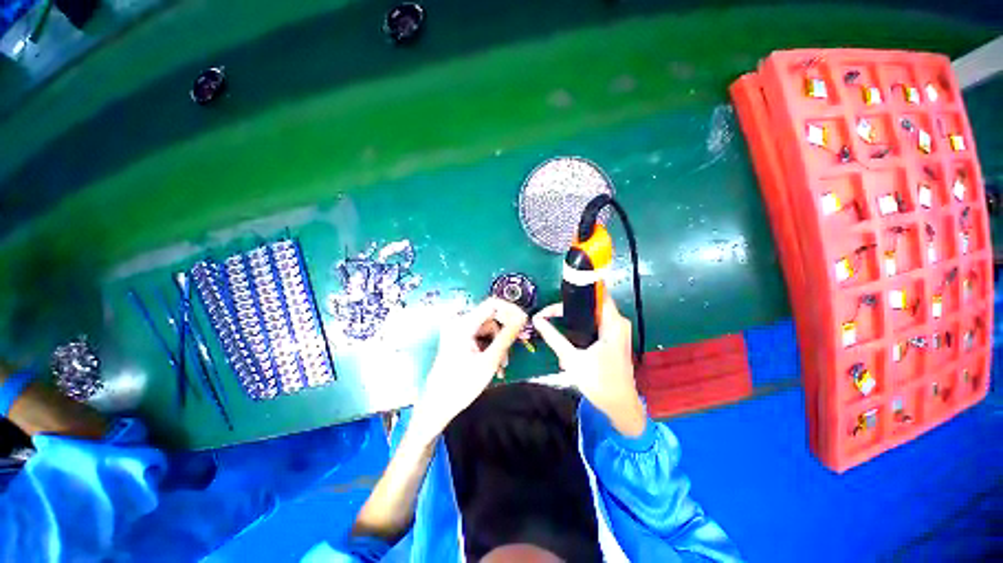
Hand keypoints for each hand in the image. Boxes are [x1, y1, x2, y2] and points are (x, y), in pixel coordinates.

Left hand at [411, 297, 527, 440]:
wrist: (438, 405)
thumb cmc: (462, 384)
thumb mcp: (489, 360)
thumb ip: (507, 336)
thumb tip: (522, 317)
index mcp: (463, 324)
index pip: (492, 304)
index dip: (511, 311)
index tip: (523, 323)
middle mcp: (459, 322)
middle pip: (491, 318)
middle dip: (504, 335)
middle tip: (513, 350)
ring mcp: (457, 330)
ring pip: (488, 329)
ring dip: (498, 345)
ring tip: (500, 366)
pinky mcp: (458, 338)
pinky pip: (481, 336)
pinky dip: (489, 348)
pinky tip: (493, 364)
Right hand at [533, 295, 646, 436]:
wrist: (620, 406)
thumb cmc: (600, 382)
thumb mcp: (572, 359)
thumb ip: (553, 337)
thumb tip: (537, 320)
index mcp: (613, 322)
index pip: (597, 293)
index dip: (578, 289)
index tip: (558, 293)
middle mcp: (618, 322)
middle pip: (590, 303)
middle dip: (568, 307)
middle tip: (548, 314)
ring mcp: (616, 330)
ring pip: (590, 314)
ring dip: (572, 318)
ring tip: (553, 322)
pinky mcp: (612, 338)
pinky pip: (593, 323)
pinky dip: (579, 326)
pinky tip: (566, 335)